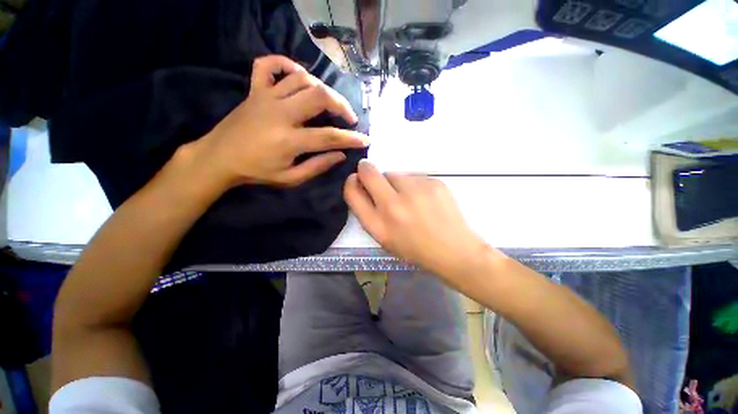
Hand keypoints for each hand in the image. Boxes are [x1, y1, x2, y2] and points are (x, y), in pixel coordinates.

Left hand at [193, 55, 367, 187]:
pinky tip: (298, 76)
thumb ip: (317, 166)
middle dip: (341, 105)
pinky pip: (269, 65)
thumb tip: (340, 155)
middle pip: (320, 96)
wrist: (218, 158)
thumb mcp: (290, 178)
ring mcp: (266, 97)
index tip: (365, 140)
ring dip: (322, 88)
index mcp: (289, 139)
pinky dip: (286, 64)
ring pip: (302, 79)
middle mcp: (280, 113)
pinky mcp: (254, 90)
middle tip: (349, 118)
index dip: (351, 139)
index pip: (329, 136)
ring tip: (329, 103)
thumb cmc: (256, 171)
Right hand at [344, 160, 491, 278]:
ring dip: (394, 182)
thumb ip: (369, 213)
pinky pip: (413, 177)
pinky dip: (413, 185)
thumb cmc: (415, 249)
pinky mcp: (434, 182)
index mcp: (378, 225)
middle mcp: (393, 205)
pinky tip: (424, 200)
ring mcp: (415, 191)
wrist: (453, 250)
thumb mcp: (384, 238)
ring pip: (394, 174)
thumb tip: (362, 186)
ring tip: (409, 199)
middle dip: (366, 170)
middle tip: (373, 176)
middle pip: (369, 172)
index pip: (352, 192)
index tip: (356, 179)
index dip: (351, 182)